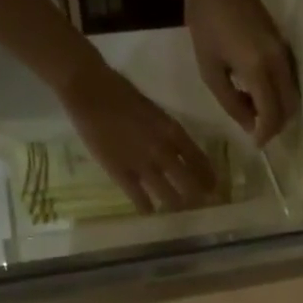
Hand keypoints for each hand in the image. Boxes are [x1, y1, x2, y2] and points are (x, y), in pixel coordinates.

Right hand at [58, 59, 215, 212]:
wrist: (88, 89)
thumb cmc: (120, 92)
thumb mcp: (154, 111)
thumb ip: (167, 133)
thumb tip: (178, 151)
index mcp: (173, 132)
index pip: (199, 160)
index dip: (208, 177)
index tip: (214, 188)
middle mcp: (163, 151)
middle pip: (189, 182)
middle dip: (198, 197)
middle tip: (201, 205)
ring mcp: (143, 164)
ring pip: (168, 195)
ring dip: (176, 205)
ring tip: (179, 212)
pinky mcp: (121, 173)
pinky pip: (139, 198)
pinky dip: (147, 208)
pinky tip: (150, 213)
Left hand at [185, 0, 299, 144]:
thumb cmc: (206, 21)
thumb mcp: (209, 68)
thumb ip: (230, 101)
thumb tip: (249, 124)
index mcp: (259, 70)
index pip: (273, 114)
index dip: (266, 134)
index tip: (255, 143)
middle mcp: (278, 64)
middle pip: (289, 108)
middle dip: (276, 125)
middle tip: (255, 129)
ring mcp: (284, 53)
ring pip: (292, 95)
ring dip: (277, 110)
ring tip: (252, 110)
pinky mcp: (284, 46)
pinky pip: (289, 81)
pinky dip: (278, 94)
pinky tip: (255, 91)